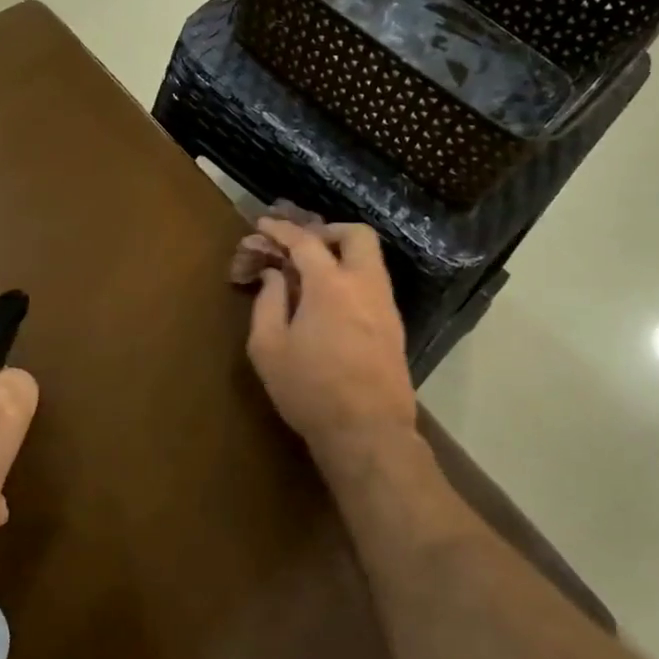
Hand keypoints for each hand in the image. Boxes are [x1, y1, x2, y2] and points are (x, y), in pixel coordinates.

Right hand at [246, 219, 417, 467]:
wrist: (367, 432)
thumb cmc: (309, 389)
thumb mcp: (268, 347)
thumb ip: (267, 302)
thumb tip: (274, 275)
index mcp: (330, 285)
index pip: (305, 241)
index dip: (281, 229)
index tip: (263, 225)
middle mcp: (365, 285)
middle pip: (357, 235)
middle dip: (327, 231)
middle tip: (301, 246)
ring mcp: (385, 306)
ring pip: (371, 260)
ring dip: (341, 255)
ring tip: (311, 275)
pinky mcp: (394, 328)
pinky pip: (373, 285)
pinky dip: (351, 278)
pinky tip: (330, 302)